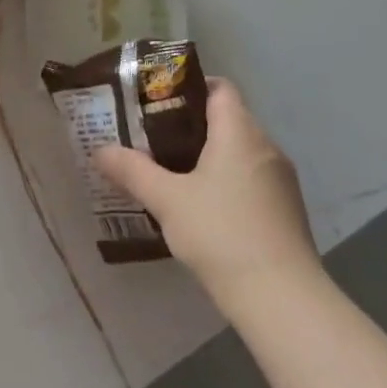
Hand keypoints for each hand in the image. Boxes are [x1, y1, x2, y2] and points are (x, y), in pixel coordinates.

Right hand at [93, 80, 319, 306]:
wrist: (282, 300)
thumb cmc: (221, 234)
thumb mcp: (167, 201)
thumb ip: (133, 171)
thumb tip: (100, 149)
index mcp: (239, 132)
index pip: (220, 88)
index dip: (190, 87)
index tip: (159, 101)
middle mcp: (266, 146)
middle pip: (229, 119)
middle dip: (191, 124)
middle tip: (153, 137)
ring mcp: (281, 180)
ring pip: (240, 151)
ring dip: (210, 155)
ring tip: (172, 171)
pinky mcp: (286, 210)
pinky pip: (252, 178)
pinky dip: (227, 180)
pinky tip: (203, 206)